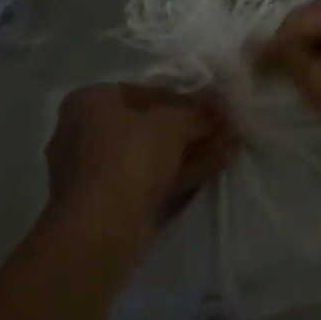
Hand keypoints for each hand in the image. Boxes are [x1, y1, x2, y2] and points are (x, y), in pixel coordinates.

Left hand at [44, 83, 238, 233]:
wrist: (102, 229)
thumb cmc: (130, 155)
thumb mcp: (173, 122)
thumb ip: (199, 111)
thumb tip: (222, 105)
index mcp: (91, 103)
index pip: (144, 90)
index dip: (185, 96)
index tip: (214, 103)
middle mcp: (87, 133)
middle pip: (151, 124)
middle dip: (193, 125)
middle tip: (228, 124)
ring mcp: (99, 172)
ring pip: (156, 153)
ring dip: (195, 147)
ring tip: (233, 143)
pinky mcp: (114, 203)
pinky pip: (154, 177)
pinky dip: (186, 169)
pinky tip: (220, 163)